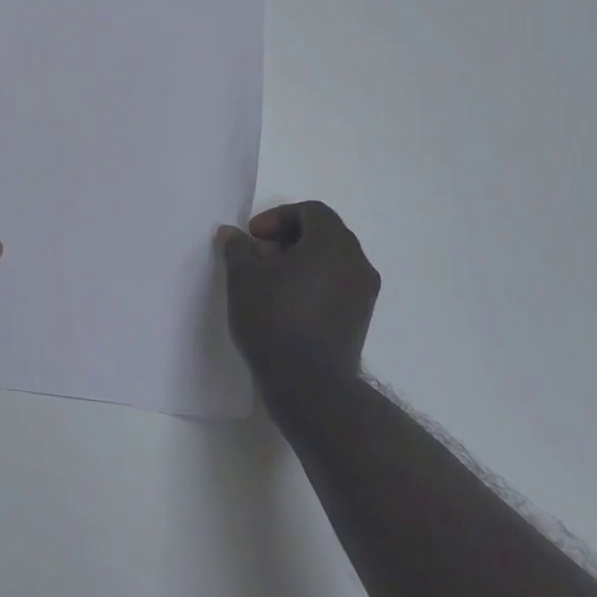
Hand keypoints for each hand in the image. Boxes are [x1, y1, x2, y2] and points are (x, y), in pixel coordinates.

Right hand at [219, 202, 380, 392]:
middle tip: (258, 257)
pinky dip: (314, 283)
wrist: (309, 384)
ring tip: (269, 282)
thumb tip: (233, 234)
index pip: (311, 211)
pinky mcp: (361, 318)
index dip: (278, 217)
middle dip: (288, 238)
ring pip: (331, 260)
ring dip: (301, 261)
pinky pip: (337, 285)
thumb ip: (238, 248)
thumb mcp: (242, 277)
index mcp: (332, 242)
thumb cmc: (274, 319)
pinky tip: (287, 304)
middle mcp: (356, 261)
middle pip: (323, 233)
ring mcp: (364, 292)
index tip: (253, 237)